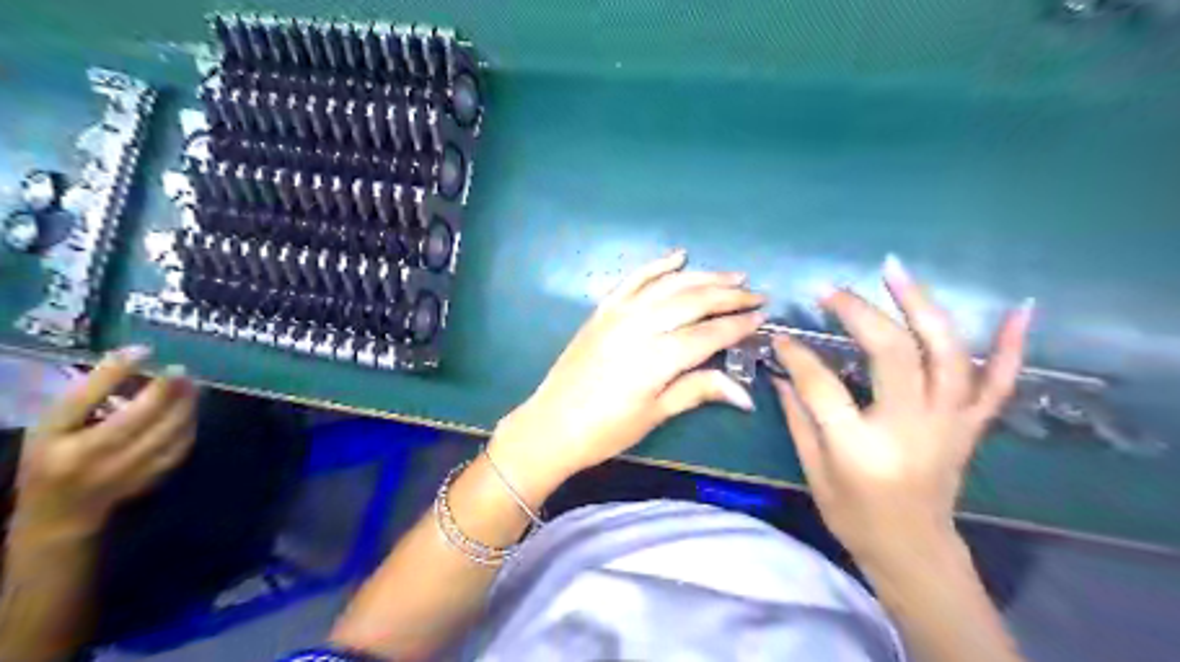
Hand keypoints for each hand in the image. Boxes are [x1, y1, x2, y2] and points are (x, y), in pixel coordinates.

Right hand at [14, 347, 197, 536]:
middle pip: (139, 416)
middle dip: (166, 389)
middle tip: (181, 369)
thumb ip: (88, 394)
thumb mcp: (53, 425)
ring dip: (185, 405)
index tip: (144, 349)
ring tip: (192, 385)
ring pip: (167, 432)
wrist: (61, 512)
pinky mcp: (149, 479)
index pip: (84, 400)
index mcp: (55, 441)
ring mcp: (123, 471)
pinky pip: (179, 447)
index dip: (115, 371)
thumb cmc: (53, 458)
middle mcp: (89, 457)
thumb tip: (134, 355)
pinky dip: (189, 425)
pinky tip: (191, 411)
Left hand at [495, 252, 764, 494]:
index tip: (762, 318)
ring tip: (732, 275)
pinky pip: (634, 279)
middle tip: (757, 294)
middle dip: (730, 295)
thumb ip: (698, 390)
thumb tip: (745, 394)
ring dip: (703, 276)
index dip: (738, 325)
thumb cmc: (606, 430)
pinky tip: (679, 256)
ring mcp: (619, 313)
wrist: (551, 424)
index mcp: (657, 358)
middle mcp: (640, 326)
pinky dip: (657, 265)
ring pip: (669, 285)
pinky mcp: (603, 310)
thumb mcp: (655, 414)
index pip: (709, 333)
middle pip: (694, 301)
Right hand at [765, 256, 1035, 571]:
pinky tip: (1020, 308)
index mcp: (860, 448)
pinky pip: (998, 383)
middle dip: (858, 313)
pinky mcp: (971, 426)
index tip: (781, 336)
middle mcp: (910, 429)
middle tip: (831, 291)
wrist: (914, 549)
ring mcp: (949, 425)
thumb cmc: (854, 516)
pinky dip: (1011, 346)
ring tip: (895, 271)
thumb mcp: (813, 470)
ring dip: (921, 306)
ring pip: (945, 354)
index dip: (798, 356)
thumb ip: (797, 415)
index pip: (823, 385)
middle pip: (891, 354)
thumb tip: (780, 369)